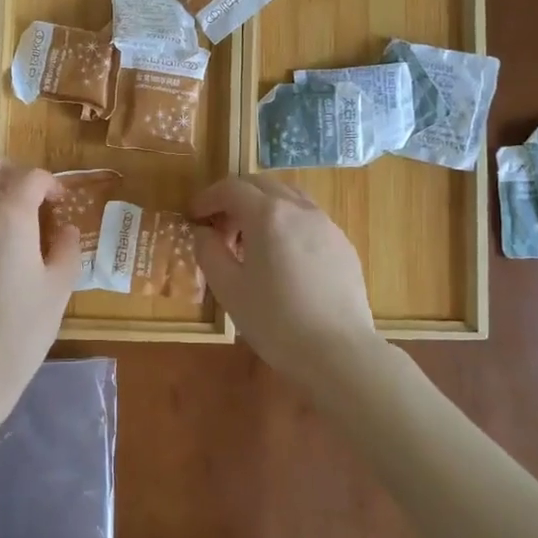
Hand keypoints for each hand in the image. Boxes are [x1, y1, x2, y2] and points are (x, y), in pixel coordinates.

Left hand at [0, 157, 79, 419]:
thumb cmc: (21, 331)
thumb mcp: (59, 289)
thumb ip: (66, 249)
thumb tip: (64, 230)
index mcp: (9, 216)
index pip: (31, 176)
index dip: (50, 183)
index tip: (59, 202)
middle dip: (10, 171)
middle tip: (28, 196)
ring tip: (7, 227)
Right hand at [190, 175, 384, 387]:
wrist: (339, 352)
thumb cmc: (276, 321)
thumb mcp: (228, 289)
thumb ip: (209, 252)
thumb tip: (203, 232)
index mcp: (268, 214)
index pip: (231, 188)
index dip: (208, 197)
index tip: (194, 214)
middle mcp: (299, 209)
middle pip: (261, 185)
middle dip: (235, 199)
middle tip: (220, 227)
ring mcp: (326, 224)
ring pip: (288, 198)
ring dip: (263, 209)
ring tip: (251, 242)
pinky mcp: (343, 244)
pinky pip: (308, 219)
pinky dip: (287, 224)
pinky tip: (283, 258)